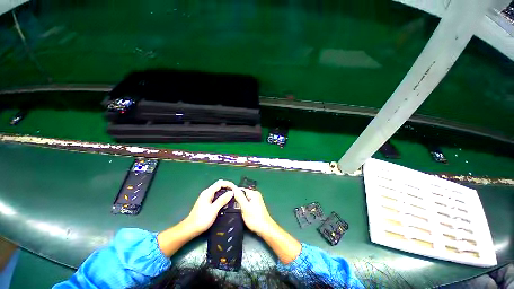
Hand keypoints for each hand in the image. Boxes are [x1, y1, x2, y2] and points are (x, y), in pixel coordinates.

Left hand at [184, 180, 236, 235]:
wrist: (190, 229)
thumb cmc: (201, 219)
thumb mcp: (213, 210)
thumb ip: (222, 200)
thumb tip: (231, 192)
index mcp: (208, 192)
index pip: (220, 183)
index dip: (229, 184)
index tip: (236, 189)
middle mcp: (207, 193)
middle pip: (219, 185)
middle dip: (228, 187)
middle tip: (235, 192)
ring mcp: (207, 197)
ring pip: (218, 190)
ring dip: (226, 192)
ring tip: (233, 197)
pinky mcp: (207, 202)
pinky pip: (217, 196)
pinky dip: (222, 196)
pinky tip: (226, 202)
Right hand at [234, 187, 300, 263]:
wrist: (265, 229)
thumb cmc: (255, 218)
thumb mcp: (245, 207)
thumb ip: (239, 197)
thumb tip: (234, 188)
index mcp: (253, 193)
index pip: (241, 189)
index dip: (233, 192)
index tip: (225, 197)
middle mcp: (255, 195)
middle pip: (242, 194)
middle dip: (235, 198)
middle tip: (227, 203)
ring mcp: (255, 200)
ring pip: (244, 199)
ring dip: (238, 202)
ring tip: (230, 207)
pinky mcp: (255, 205)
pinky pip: (246, 202)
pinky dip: (242, 205)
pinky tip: (237, 210)